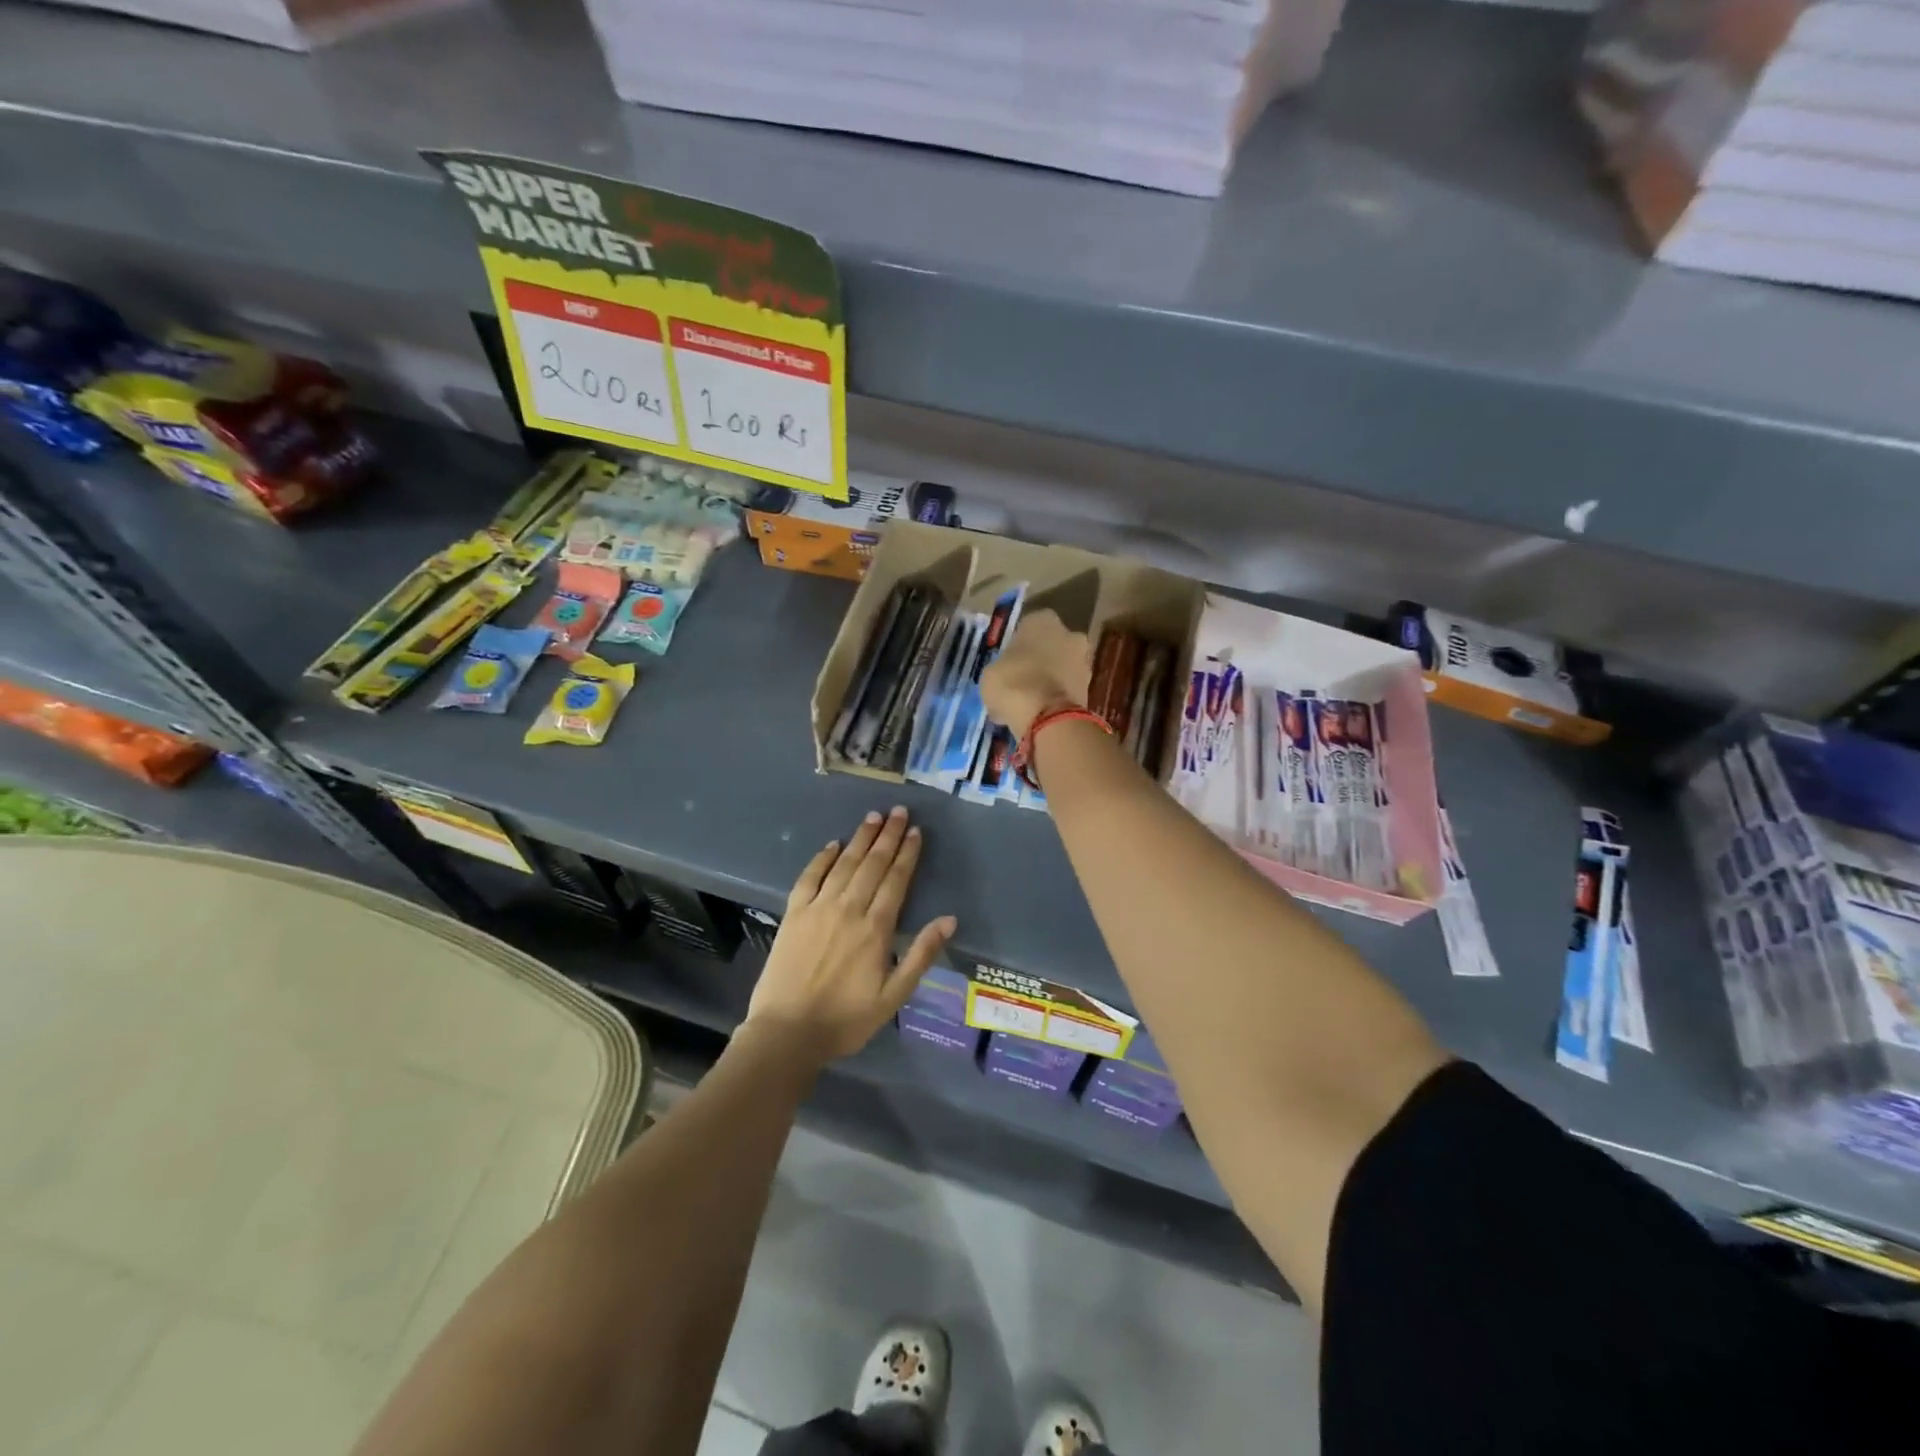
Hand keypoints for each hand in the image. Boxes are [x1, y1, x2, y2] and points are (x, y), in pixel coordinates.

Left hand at [744, 806, 956, 1062]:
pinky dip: (822, 858)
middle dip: (887, 835)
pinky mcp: (793, 914)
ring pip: (844, 864)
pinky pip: (809, 877)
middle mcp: (848, 909)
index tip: (915, 831)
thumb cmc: (846, 1019)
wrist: (787, 1032)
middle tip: (898, 811)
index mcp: (876, 928)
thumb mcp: (893, 995)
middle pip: (872, 864)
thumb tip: (949, 920)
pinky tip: (833, 844)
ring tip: (873, 817)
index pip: (896, 880)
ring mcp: (818, 908)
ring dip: (860, 839)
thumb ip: (921, 954)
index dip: (906, 853)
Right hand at [980, 609, 1091, 739]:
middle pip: (1048, 647)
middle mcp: (1069, 633)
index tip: (1006, 665)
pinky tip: (1039, 715)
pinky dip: (1055, 699)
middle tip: (1017, 683)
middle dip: (1036, 662)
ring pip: (1059, 669)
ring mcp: (1084, 660)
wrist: (1050, 718)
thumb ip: (999, 669)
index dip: (1015, 647)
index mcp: (1042, 620)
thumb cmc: (1014, 684)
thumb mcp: (990, 674)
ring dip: (1047, 681)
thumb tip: (1002, 679)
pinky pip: (1066, 689)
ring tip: (1027, 704)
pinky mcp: (1091, 688)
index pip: (1026, 628)